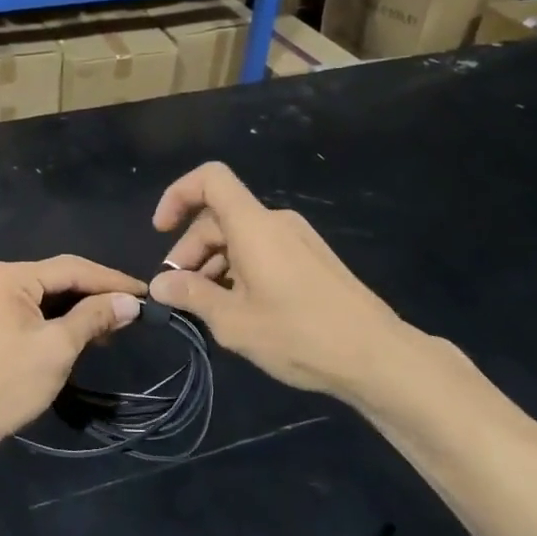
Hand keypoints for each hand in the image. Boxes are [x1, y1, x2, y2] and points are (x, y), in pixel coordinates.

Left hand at [0, 257, 145, 457]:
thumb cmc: (4, 385)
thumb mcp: (56, 349)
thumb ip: (94, 318)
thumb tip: (131, 302)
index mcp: (9, 275)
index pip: (72, 268)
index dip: (112, 281)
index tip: (147, 294)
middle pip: (59, 279)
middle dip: (97, 296)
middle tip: (135, 312)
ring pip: (48, 297)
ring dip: (81, 311)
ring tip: (115, 328)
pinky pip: (34, 312)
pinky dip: (60, 322)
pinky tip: (84, 335)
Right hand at [147, 162, 433, 408]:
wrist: (377, 356)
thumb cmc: (299, 334)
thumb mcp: (234, 321)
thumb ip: (192, 296)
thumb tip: (159, 284)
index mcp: (254, 226)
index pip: (210, 178)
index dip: (178, 195)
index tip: (161, 231)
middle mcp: (276, 222)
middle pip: (219, 217)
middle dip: (191, 250)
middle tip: (179, 295)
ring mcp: (297, 240)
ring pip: (240, 237)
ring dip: (214, 265)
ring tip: (207, 309)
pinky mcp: (311, 260)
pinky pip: (263, 251)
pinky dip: (239, 270)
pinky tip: (240, 310)